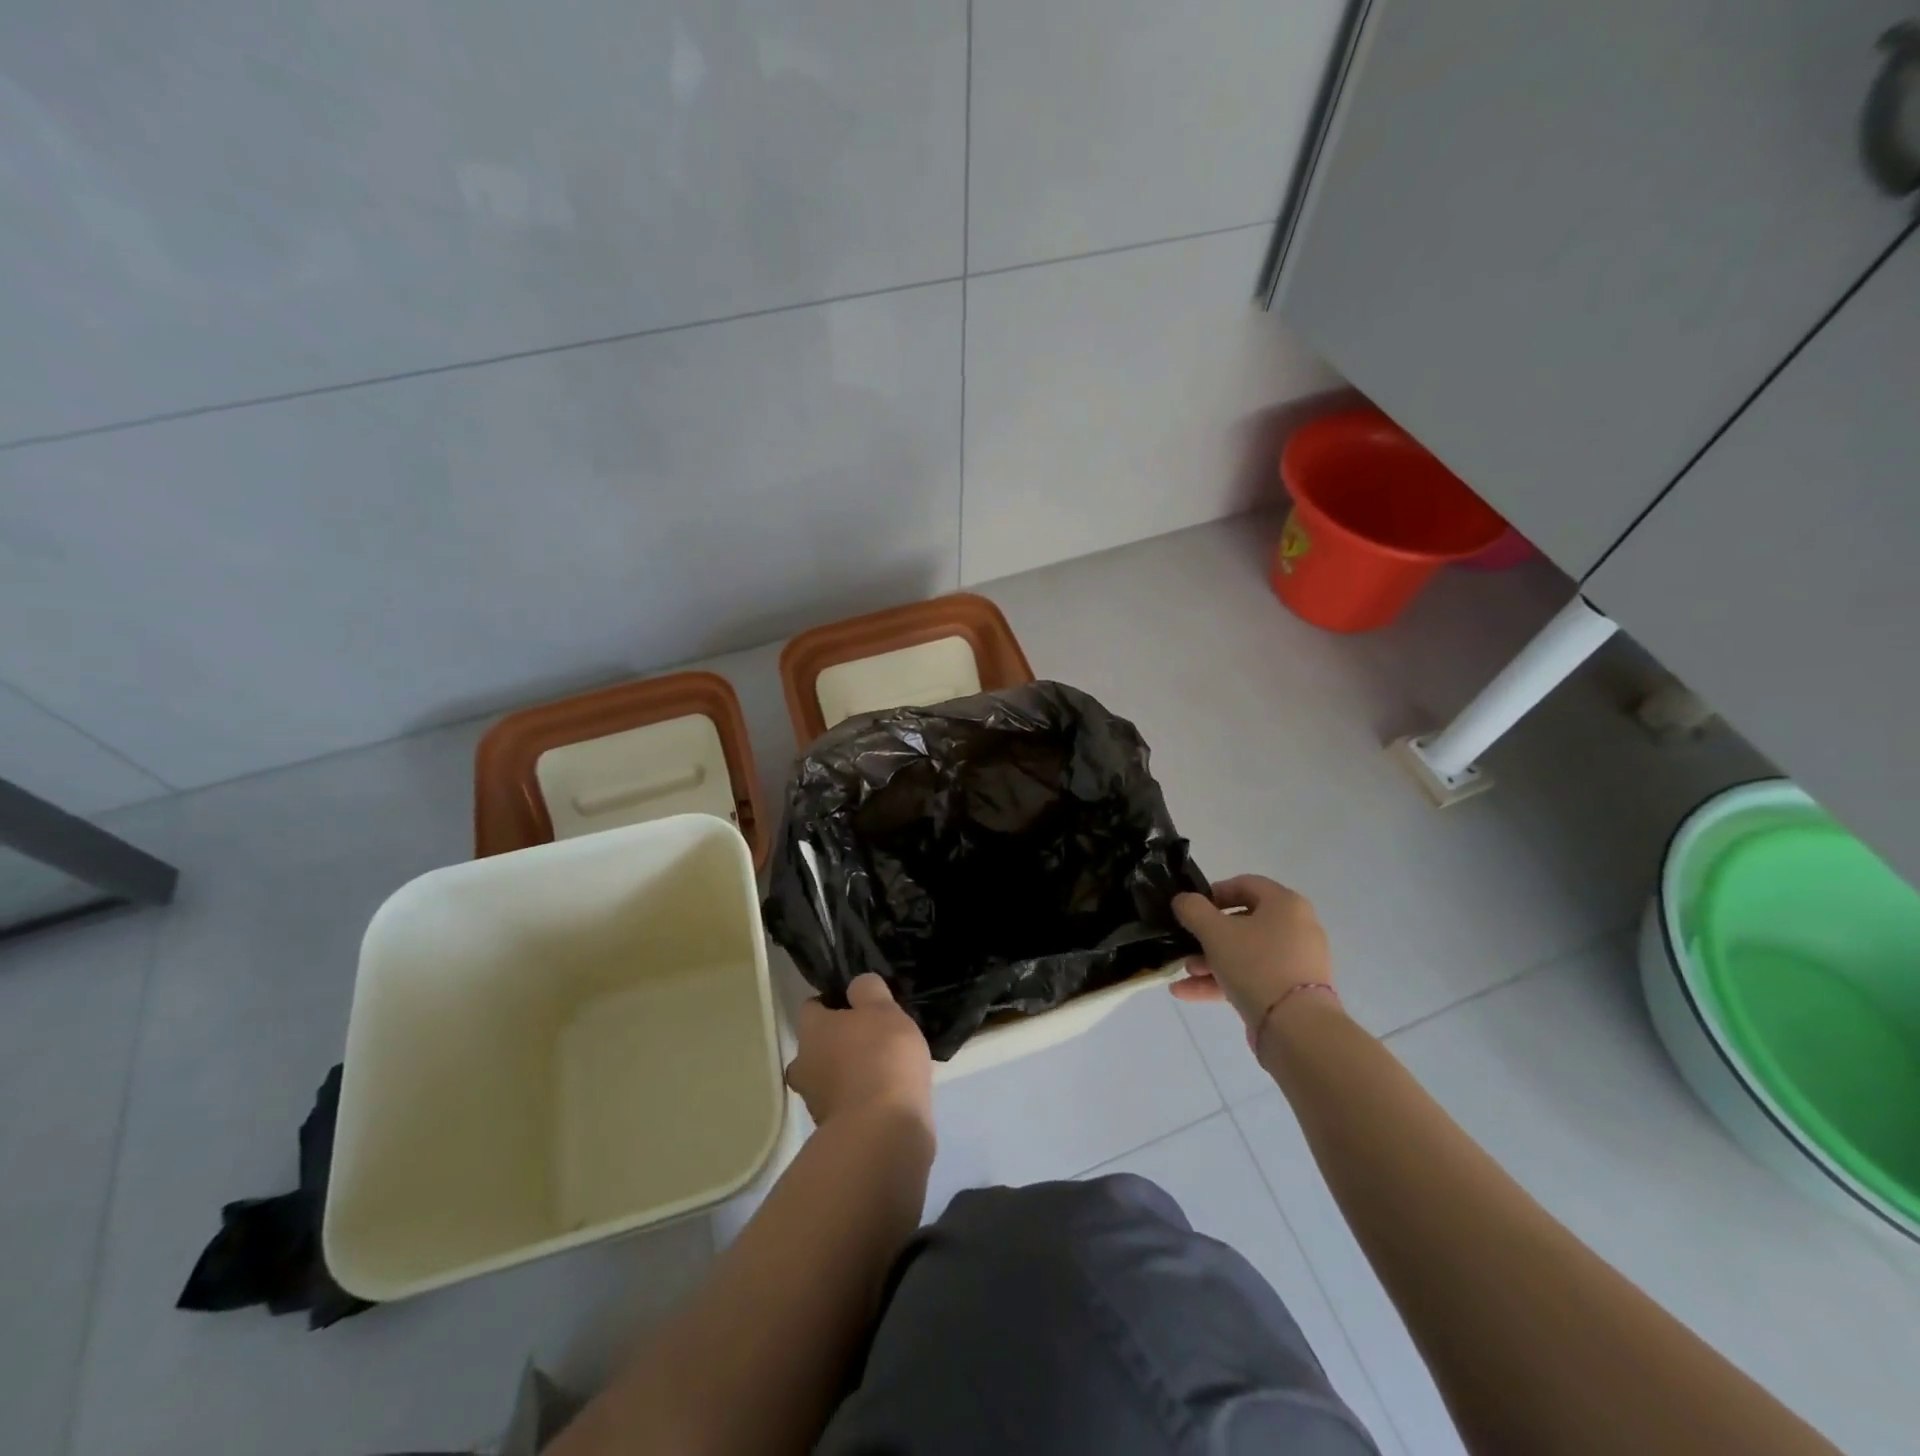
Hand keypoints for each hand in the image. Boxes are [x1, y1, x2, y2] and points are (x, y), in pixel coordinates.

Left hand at [785, 973, 933, 1133]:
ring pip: (829, 1077)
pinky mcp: (835, 1131)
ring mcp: (816, 1102)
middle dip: (838, 1043)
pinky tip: (888, 1096)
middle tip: (871, 1038)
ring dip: (849, 1073)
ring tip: (885, 1069)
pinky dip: (862, 1099)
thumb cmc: (881, 1057)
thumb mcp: (883, 1009)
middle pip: (816, 1046)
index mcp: (811, 1031)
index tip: (858, 1005)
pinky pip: (847, 1104)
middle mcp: (804, 1065)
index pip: (811, 1007)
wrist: (883, 1132)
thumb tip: (857, 986)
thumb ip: (868, 990)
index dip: (832, 1002)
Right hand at [1169, 876, 1336, 1036]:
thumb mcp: (1215, 932)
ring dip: (1211, 960)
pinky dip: (1224, 981)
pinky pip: (1253, 977)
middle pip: (1244, 922)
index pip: (1245, 884)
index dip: (1214, 892)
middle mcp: (1297, 927)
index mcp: (1285, 904)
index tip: (1191, 909)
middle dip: (1208, 935)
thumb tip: (1183, 900)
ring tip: (1185, 973)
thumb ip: (1192, 909)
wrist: (1296, 1027)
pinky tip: (1188, 992)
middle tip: (1186, 944)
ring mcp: (1296, 961)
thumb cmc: (1256, 965)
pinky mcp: (1291, 991)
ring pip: (1246, 953)